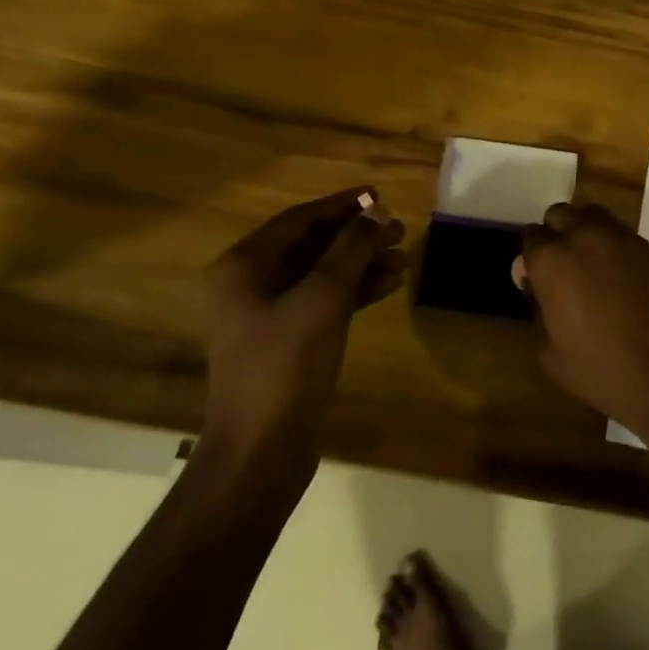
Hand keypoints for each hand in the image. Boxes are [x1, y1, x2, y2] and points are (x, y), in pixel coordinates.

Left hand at [202, 188, 405, 466]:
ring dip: (361, 263)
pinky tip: (389, 286)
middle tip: (400, 230)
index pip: (300, 219)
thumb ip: (351, 249)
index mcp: (244, 266)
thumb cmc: (286, 365)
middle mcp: (251, 284)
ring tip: (404, 258)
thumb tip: (376, 211)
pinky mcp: (287, 341)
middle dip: (357, 236)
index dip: (342, 206)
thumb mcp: (323, 298)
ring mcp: (268, 315)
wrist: (260, 453)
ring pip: (321, 274)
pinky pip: (324, 301)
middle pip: (312, 245)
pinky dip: (355, 291)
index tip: (379, 196)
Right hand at [519, 202, 648, 436]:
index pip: (532, 237)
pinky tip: (622, 278)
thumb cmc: (605, 373)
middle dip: (557, 234)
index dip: (533, 258)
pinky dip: (615, 246)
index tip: (539, 280)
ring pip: (593, 215)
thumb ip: (538, 315)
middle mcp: (584, 237)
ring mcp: (622, 238)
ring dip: (586, 232)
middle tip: (564, 269)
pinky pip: (623, 234)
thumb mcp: (552, 357)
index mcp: (553, 262)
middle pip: (560, 215)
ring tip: (593, 266)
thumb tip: (538, 291)